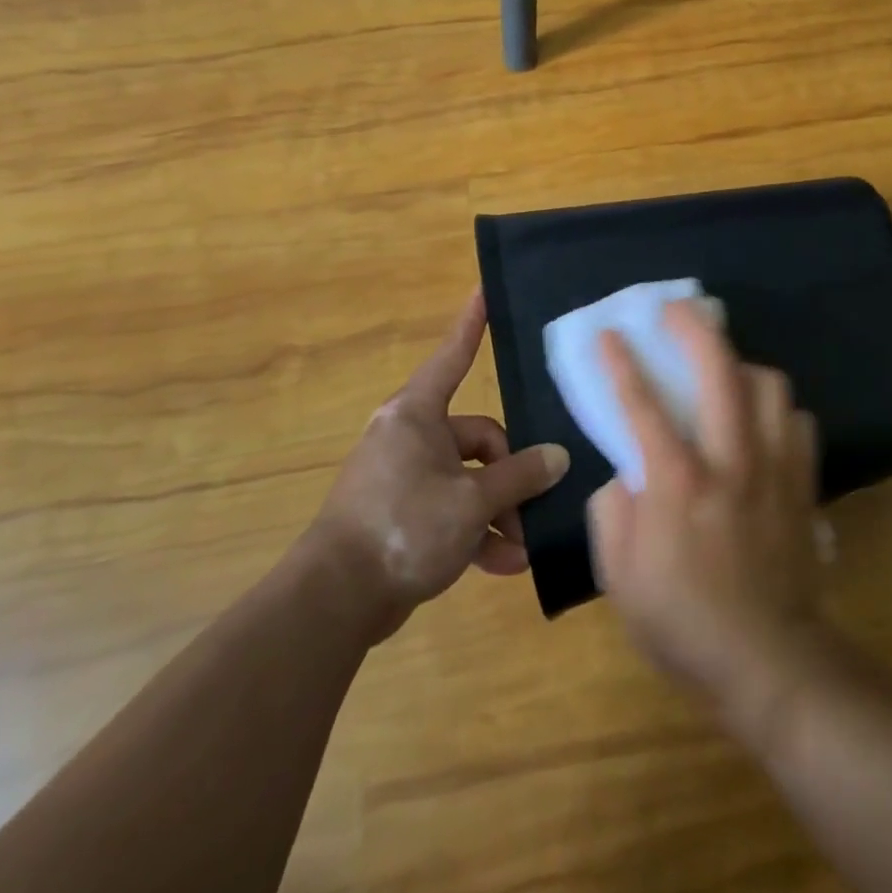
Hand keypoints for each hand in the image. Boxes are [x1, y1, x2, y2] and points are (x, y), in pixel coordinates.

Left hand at [308, 290, 568, 638]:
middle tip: (531, 510)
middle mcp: (410, 439)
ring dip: (497, 513)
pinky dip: (475, 535)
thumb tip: (558, 457)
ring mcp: (405, 479)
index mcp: (417, 416)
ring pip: (469, 481)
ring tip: (521, 547)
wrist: (333, 602)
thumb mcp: (472, 501)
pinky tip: (504, 565)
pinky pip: (451, 512)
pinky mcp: (402, 517)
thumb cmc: (403, 527)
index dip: (471, 325)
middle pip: (478, 439)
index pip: (453, 357)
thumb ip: (519, 476)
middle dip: (509, 478)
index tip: (483, 291)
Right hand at [587, 301, 824, 725]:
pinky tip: (762, 420)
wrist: (769, 661)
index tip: (608, 333)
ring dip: (742, 364)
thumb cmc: (683, 623)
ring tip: (724, 367)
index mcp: (677, 483)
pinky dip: (778, 410)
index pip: (642, 404)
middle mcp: (730, 460)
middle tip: (675, 310)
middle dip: (693, 327)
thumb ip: (613, 511)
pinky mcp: (803, 482)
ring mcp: (774, 467)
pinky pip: (799, 422)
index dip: (620, 362)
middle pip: (719, 369)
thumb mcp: (619, 577)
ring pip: (770, 385)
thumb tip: (626, 472)